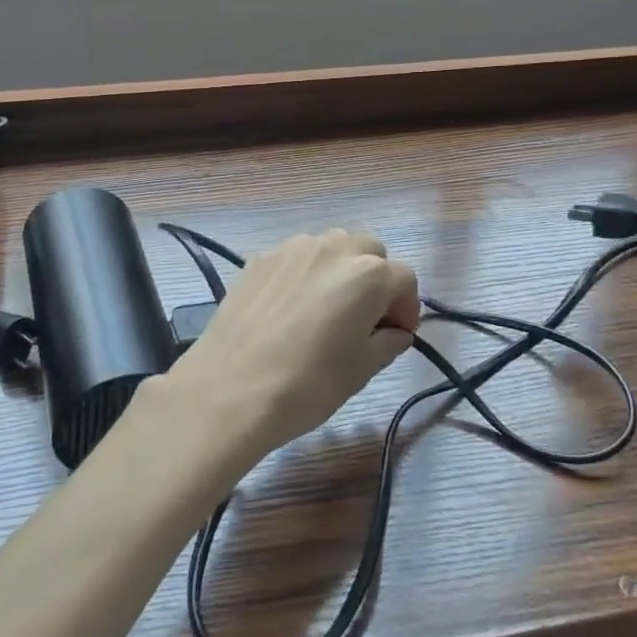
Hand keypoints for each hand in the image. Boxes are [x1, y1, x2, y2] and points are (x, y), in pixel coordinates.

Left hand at [162, 230, 420, 460]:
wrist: (229, 390)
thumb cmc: (307, 384)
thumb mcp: (360, 371)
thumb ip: (386, 343)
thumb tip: (394, 333)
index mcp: (368, 274)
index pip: (405, 279)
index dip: (407, 307)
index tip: (397, 335)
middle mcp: (333, 248)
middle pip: (369, 251)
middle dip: (376, 278)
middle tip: (365, 317)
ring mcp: (291, 249)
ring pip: (330, 247)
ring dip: (339, 270)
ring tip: (326, 309)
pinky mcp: (258, 259)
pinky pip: (295, 258)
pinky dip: (304, 274)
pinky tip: (289, 310)